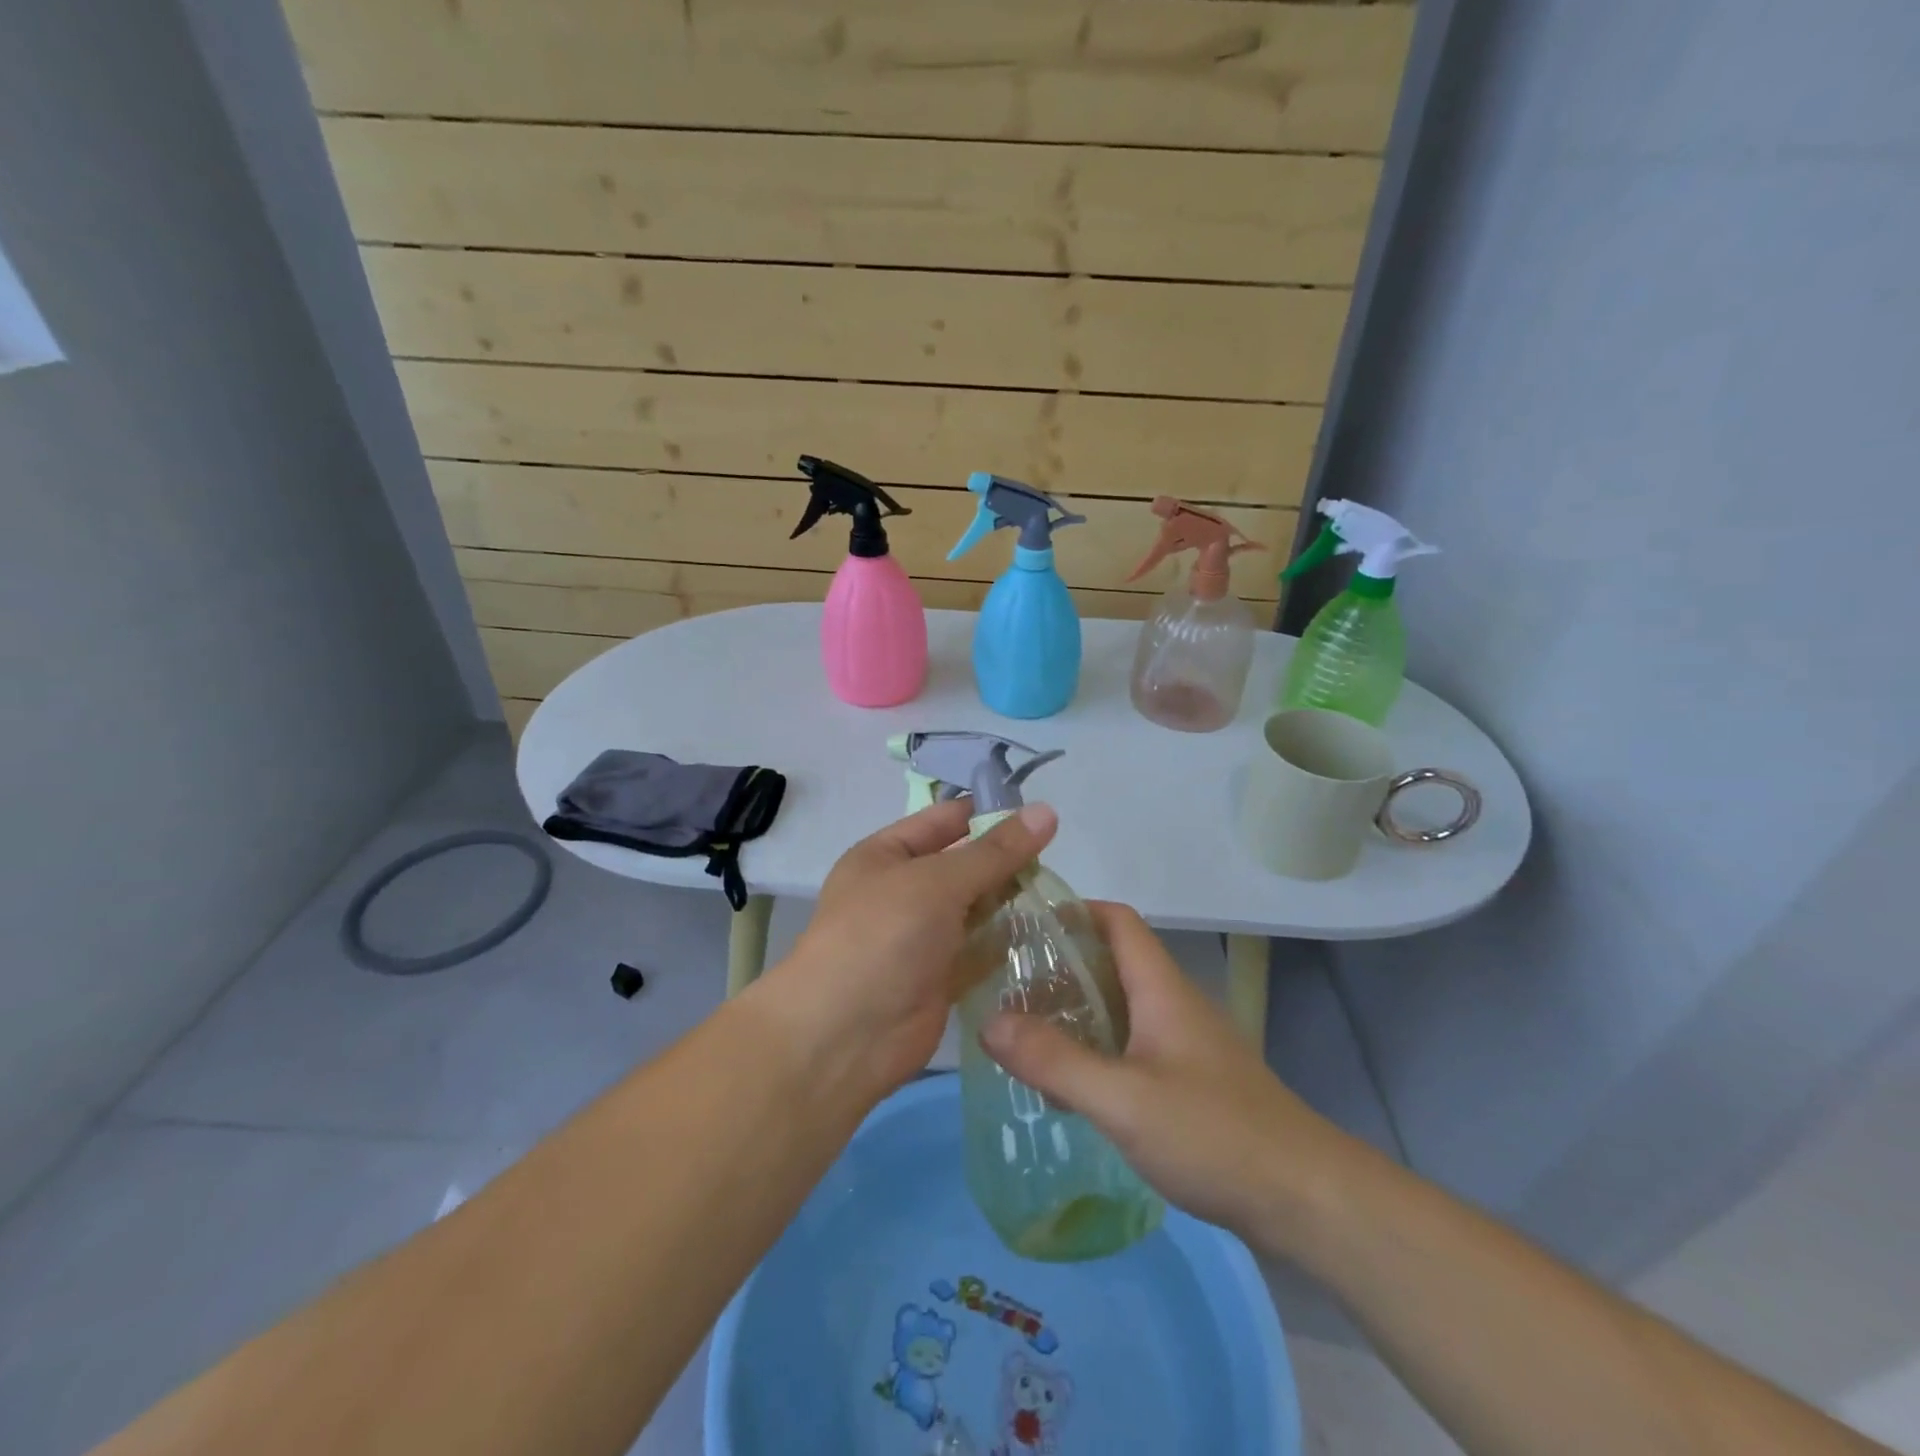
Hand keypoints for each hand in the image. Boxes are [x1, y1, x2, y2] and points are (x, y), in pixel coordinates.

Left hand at [757, 798, 1056, 1098]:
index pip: (944, 820)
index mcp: (886, 855)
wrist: (844, 1036)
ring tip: (1064, 894)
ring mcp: (921, 937)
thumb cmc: (883, 937)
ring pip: (975, 909)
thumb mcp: (937, 881)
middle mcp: (903, 891)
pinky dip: (1008, 944)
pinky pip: (979, 951)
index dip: (987, 812)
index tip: (1041, 814)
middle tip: (1061, 859)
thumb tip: (1046, 811)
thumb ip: (995, 851)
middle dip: (1006, 861)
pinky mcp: (940, 978)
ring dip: (1011, 902)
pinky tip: (1049, 935)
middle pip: (963, 866)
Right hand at [980, 902, 1360, 1255]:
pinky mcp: (1189, 1085)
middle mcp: (1172, 1005)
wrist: (1307, 1202)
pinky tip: (1067, 1085)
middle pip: (1111, 963)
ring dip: (1074, 1012)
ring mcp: (1184, 1046)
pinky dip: (1094, 1052)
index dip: (1072, 910)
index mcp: (1160, 988)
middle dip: (1059, 966)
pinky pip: (1130, 1049)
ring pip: (1119, 1009)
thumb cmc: (1215, 1134)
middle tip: (1005, 985)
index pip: (1116, 920)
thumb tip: (988, 1022)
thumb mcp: (1123, 1099)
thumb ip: (1055, 1061)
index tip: (1021, 923)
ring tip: (1021, 1032)